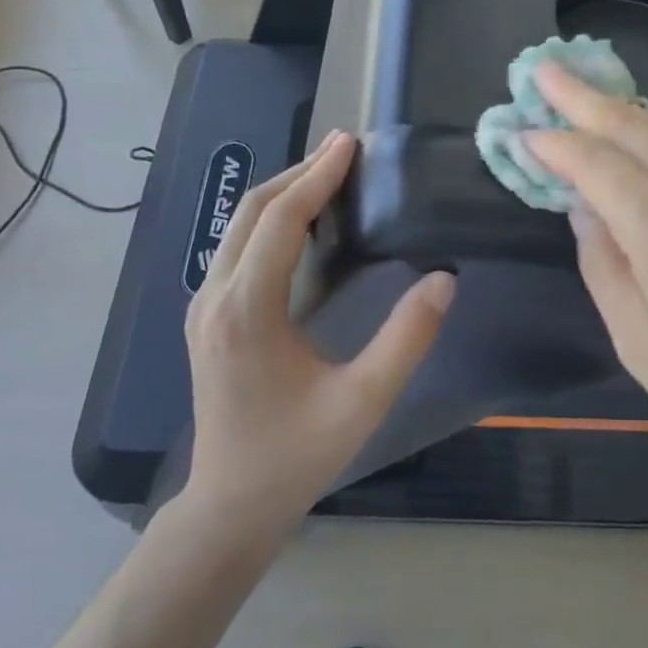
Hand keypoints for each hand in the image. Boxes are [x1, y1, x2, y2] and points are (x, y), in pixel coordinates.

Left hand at [183, 130, 455, 530]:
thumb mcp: (363, 401)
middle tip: (346, 149)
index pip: (281, 219)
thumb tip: (444, 279)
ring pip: (240, 226)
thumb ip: (407, 338)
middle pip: (253, 210)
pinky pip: (238, 248)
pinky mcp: (206, 317)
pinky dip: (271, 220)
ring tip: (330, 175)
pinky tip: (304, 224)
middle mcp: (215, 297)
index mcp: (247, 310)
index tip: (351, 143)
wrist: (229, 504)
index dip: (318, 176)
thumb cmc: (297, 455)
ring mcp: (204, 306)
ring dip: (284, 193)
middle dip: (299, 173)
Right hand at [525, 64, 647, 517]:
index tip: (521, 132)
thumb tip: (583, 208)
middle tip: (543, 69)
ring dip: (622, 108)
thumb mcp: (643, 348)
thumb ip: (605, 268)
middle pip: (637, 128)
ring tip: (583, 92)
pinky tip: (642, 132)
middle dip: (584, 98)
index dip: (557, 144)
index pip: (600, 165)